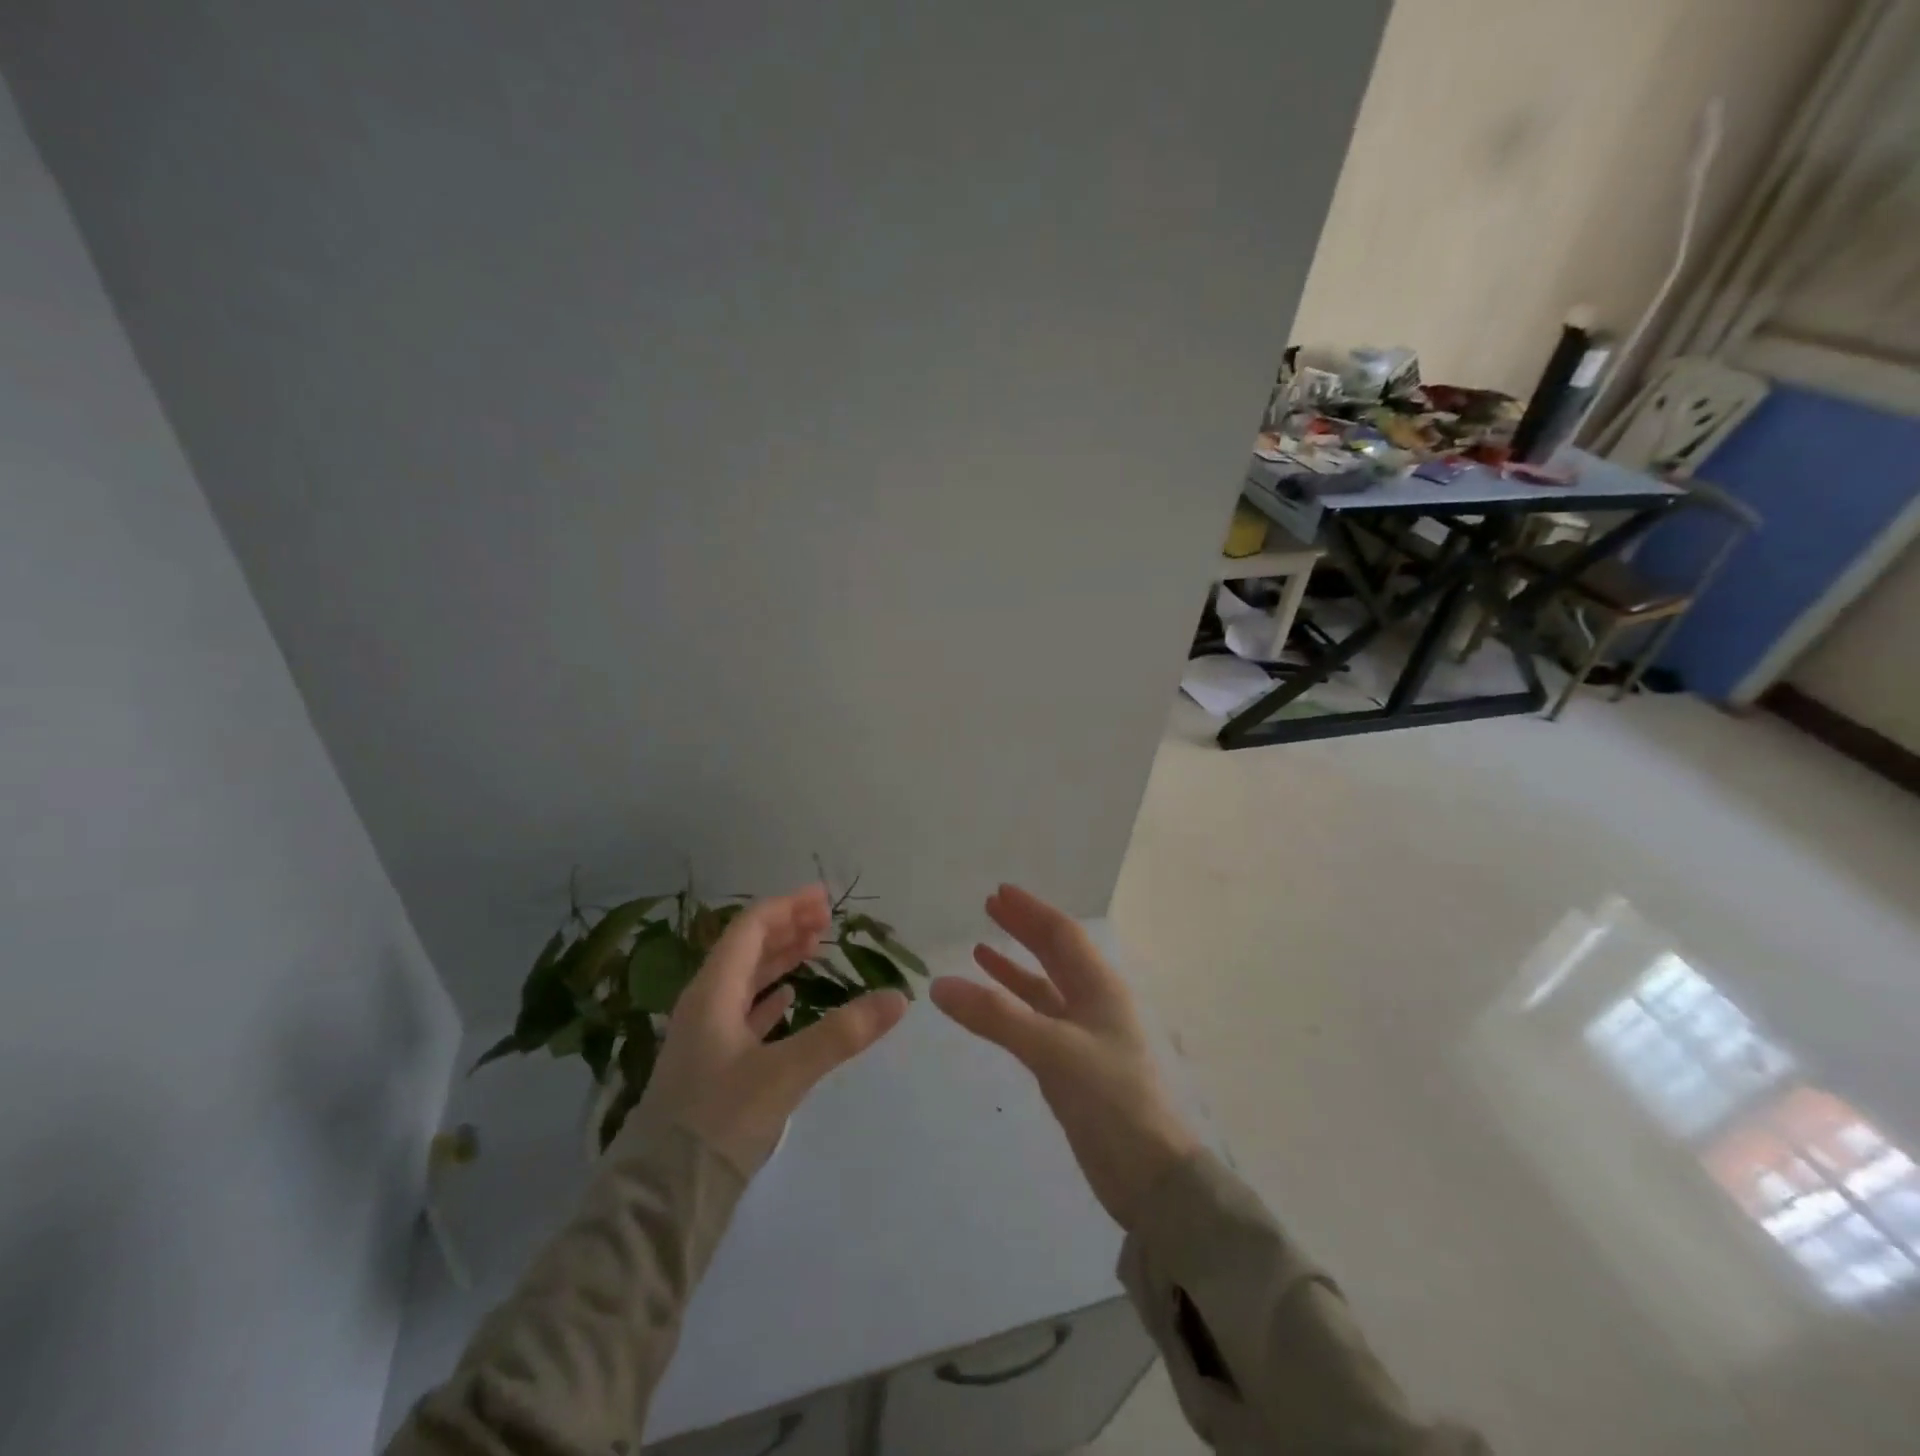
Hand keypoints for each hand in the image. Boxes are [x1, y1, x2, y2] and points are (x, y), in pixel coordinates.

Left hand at [638, 885, 907, 1175]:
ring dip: (779, 958)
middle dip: (786, 927)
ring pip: (746, 980)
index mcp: (713, 992)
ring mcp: (706, 1035)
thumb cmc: (719, 1120)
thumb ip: (842, 1034)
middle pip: (747, 948)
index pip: (750, 929)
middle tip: (826, 918)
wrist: (664, 1194)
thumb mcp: (785, 1073)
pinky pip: (745, 1012)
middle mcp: (706, 1003)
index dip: (787, 907)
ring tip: (815, 946)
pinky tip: (790, 997)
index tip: (824, 898)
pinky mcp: (712, 1064)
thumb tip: (898, 997)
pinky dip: (770, 997)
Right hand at [932, 885, 1197, 1230]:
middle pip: (1054, 954)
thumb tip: (939, 985)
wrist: (1148, 1175)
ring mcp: (1082, 1035)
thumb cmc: (1109, 1099)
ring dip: (1014, 967)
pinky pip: (1036, 1020)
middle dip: (1023, 929)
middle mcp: (1093, 1002)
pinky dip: (1012, 1006)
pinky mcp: (1071, 1065)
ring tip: (979, 948)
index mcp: (1100, 988)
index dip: (1032, 911)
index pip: (1062, 935)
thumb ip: (996, 1017)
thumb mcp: (1052, 1051)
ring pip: (1043, 988)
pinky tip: (990, 1004)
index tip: (1000, 891)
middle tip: (989, 907)